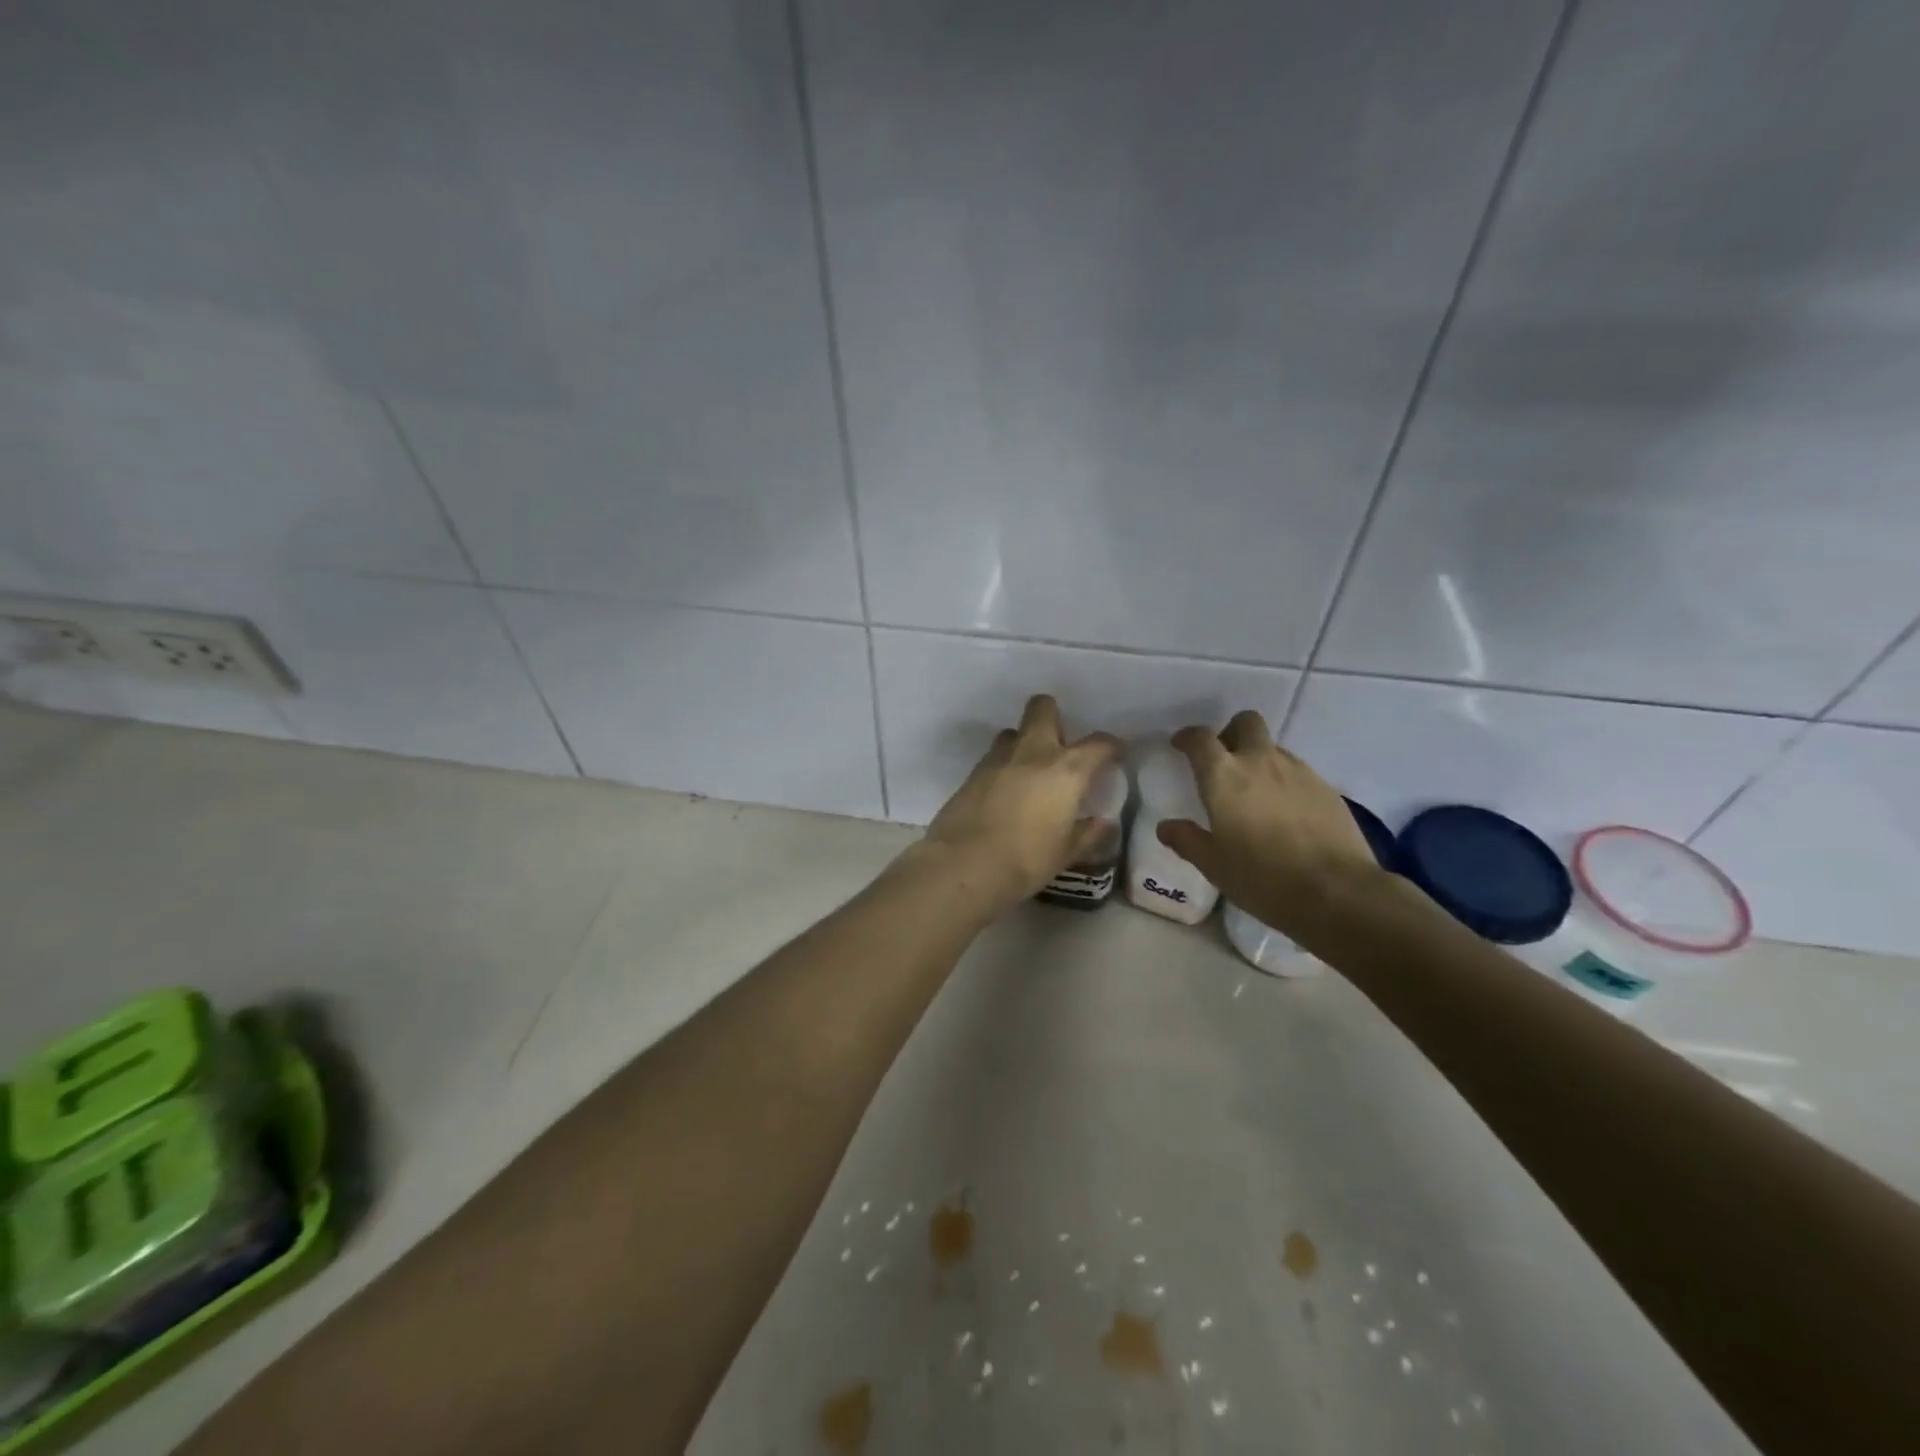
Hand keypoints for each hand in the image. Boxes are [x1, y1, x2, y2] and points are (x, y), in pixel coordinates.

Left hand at [920, 695, 1121, 912]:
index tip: (1112, 758)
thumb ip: (1089, 834)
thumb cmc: (1027, 860)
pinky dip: (1004, 766)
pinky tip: (1005, 793)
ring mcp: (998, 758)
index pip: (1099, 743)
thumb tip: (1104, 823)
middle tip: (1060, 748)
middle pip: (1043, 708)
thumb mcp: (1067, 852)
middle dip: (1054, 718)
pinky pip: (994, 757)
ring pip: (1014, 732)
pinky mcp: (972, 772)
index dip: (1111, 748)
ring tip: (1029, 772)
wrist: (965, 864)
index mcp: (1066, 769)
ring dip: (1024, 743)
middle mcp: (1033, 752)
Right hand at [1156, 710, 1380, 934]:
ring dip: (1259, 759)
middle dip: (1231, 733)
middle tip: (1224, 761)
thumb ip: (1187, 840)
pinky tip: (1285, 813)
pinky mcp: (1326, 788)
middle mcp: (1260, 762)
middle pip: (1246, 723)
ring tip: (1255, 793)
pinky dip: (1284, 782)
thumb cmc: (1262, 878)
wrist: (1337, 892)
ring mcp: (1298, 772)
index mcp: (1224, 776)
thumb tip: (1166, 827)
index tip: (1180, 745)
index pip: (1200, 739)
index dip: (1187, 737)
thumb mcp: (1214, 865)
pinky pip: (1298, 772)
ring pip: (1273, 748)